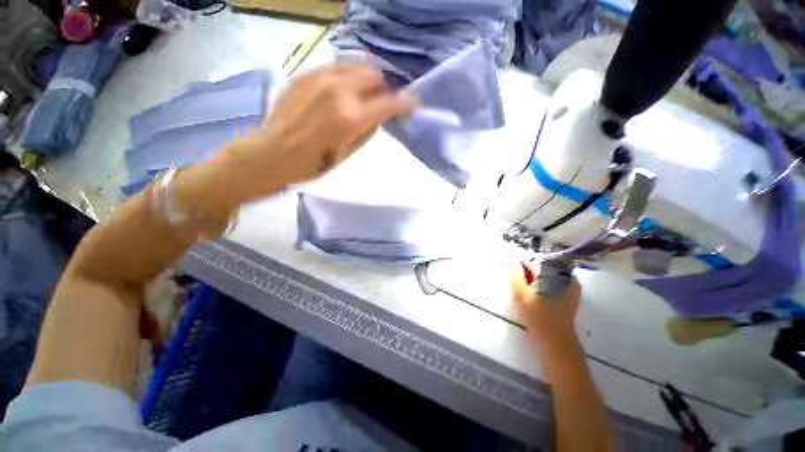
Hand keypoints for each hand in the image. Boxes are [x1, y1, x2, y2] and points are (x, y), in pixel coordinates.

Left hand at [234, 61, 417, 191]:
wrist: (274, 153)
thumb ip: (368, 130)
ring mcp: (319, 77)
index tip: (414, 104)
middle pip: (373, 73)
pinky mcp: (305, 74)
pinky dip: (346, 77)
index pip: (390, 102)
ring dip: (364, 78)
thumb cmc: (314, 163)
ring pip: (354, 63)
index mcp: (351, 117)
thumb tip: (379, 115)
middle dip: (383, 86)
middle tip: (381, 100)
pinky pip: (335, 67)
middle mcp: (338, 90)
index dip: (406, 103)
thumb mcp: (349, 153)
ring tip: (361, 93)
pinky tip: (340, 92)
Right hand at [510, 262, 582, 358]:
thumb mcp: (520, 294)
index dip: (518, 267)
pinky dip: (543, 286)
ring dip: (534, 280)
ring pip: (546, 275)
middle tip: (519, 287)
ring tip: (526, 293)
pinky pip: (553, 283)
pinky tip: (536, 297)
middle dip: (527, 274)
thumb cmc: (536, 316)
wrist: (556, 342)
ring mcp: (570, 285)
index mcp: (553, 273)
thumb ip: (514, 275)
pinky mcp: (571, 295)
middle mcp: (565, 275)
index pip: (531, 261)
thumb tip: (508, 261)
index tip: (511, 276)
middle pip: (540, 267)